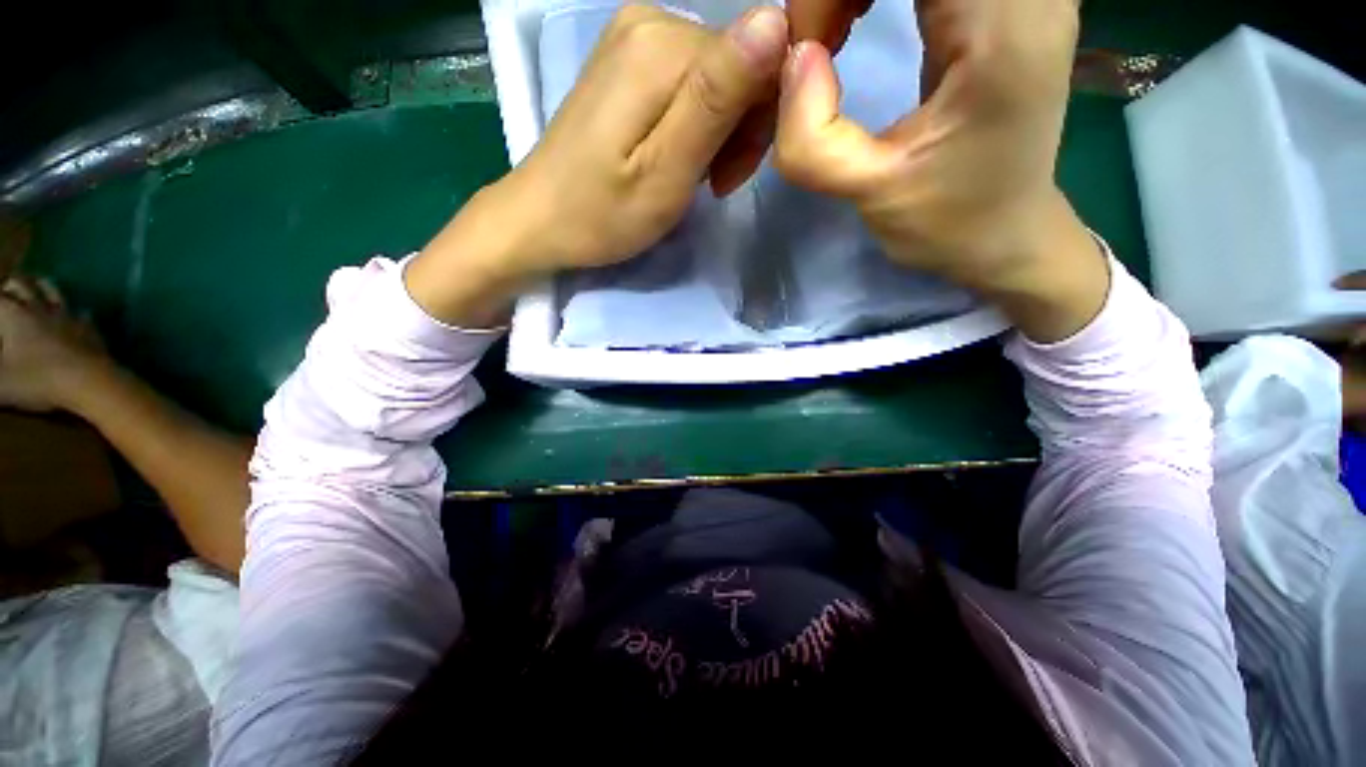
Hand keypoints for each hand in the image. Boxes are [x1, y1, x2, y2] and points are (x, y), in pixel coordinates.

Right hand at [0, 277, 106, 412]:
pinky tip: (77, 313)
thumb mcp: (0, 383)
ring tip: (35, 282)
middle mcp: (39, 309)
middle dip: (11, 284)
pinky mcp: (90, 329)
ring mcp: (68, 317)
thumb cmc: (37, 381)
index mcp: (13, 316)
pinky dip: (74, 310)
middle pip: (22, 285)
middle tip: (5, 287)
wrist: (90, 383)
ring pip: (52, 290)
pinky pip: (82, 314)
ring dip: (41, 285)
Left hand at [408, 4, 788, 326]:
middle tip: (713, 183)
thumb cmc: (604, 212)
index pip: (758, 56)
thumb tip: (776, 21)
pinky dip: (696, 126)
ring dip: (719, 133)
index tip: (730, 176)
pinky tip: (677, 157)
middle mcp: (651, 20)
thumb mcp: (668, 170)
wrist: (541, 219)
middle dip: (738, 130)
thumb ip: (717, 97)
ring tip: (693, 177)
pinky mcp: (628, 61)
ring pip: (718, 77)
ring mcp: (635, 37)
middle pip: (738, 64)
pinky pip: (690, 83)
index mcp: (663, 45)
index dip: (758, 120)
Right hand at [777, 0, 1108, 340]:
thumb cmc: (947, 222)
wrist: (1005, 233)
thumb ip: (813, 140)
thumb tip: (793, 60)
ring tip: (834, 31)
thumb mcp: (870, 194)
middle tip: (817, 40)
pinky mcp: (999, 0)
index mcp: (1002, 30)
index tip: (808, 48)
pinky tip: (856, 16)